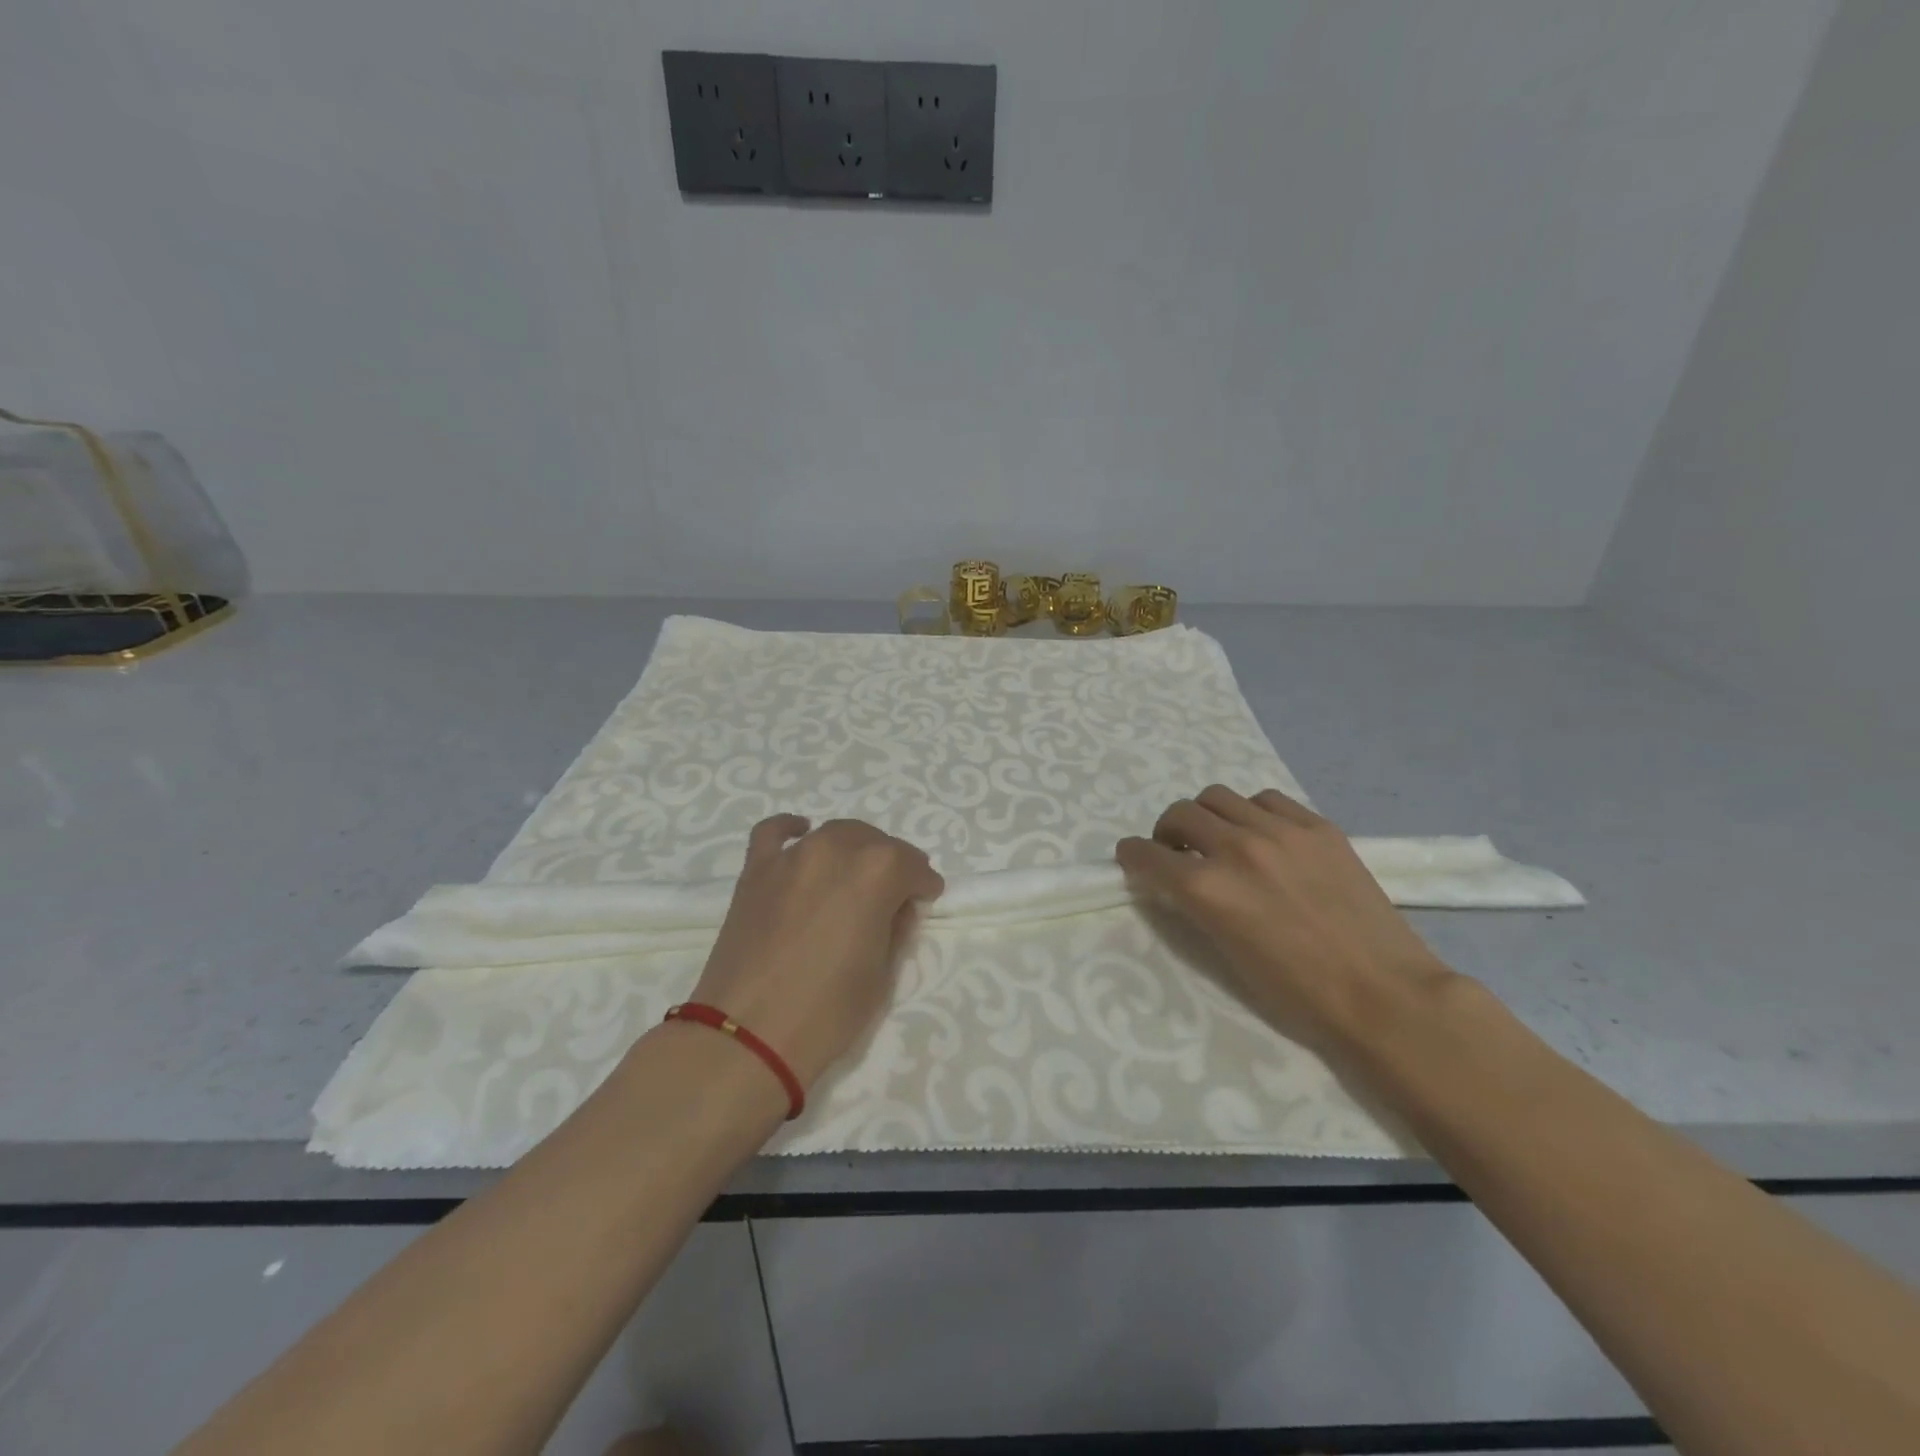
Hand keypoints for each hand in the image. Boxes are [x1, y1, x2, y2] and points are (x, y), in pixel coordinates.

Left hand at [688, 816, 944, 1088]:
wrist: (747, 1036)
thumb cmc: (828, 1011)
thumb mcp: (883, 974)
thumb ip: (895, 927)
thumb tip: (895, 907)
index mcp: (878, 872)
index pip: (913, 867)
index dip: (923, 886)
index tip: (925, 901)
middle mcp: (837, 848)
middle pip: (875, 843)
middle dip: (891, 865)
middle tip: (892, 894)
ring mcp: (792, 855)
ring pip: (833, 834)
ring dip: (852, 849)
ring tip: (853, 875)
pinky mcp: (756, 869)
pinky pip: (774, 832)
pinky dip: (791, 829)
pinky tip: (801, 834)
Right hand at [1116, 785, 1452, 1051]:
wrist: (1383, 994)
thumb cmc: (1297, 993)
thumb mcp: (1226, 953)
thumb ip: (1196, 906)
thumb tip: (1177, 881)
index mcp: (1208, 889)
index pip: (1146, 854)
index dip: (1132, 856)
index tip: (1133, 859)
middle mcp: (1236, 848)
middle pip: (1179, 814)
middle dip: (1167, 833)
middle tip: (1179, 852)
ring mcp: (1280, 831)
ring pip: (1218, 796)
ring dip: (1207, 816)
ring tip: (1221, 839)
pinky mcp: (1317, 826)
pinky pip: (1266, 799)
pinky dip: (1251, 812)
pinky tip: (1263, 835)